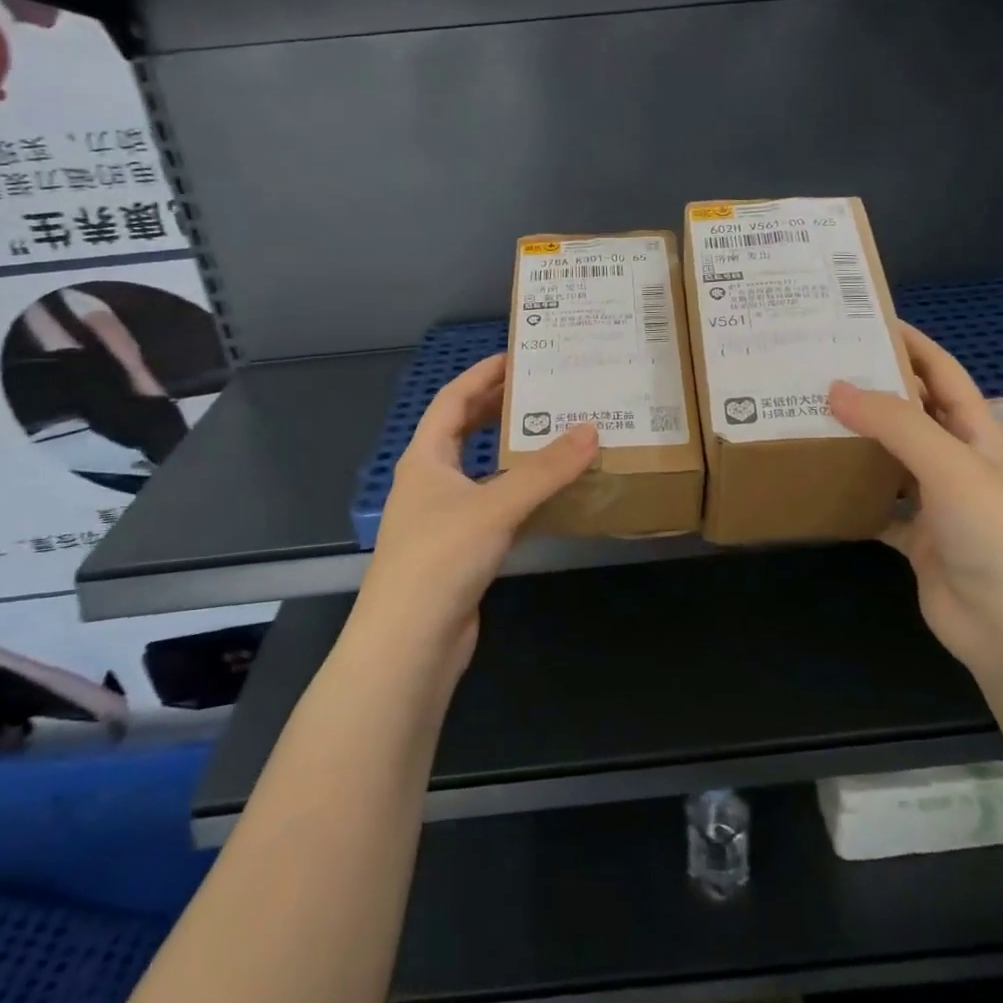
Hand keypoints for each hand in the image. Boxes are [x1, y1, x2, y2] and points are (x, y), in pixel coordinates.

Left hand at [357, 353, 598, 667]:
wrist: (410, 645)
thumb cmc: (440, 559)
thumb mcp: (495, 505)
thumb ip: (545, 470)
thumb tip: (592, 430)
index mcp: (425, 458)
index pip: (452, 400)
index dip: (482, 375)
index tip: (518, 357)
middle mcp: (432, 482)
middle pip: (464, 431)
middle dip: (498, 409)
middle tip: (542, 391)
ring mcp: (445, 518)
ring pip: (483, 471)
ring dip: (513, 453)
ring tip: (555, 433)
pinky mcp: (463, 550)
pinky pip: (497, 507)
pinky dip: (522, 494)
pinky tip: (553, 493)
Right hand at [828, 323, 1002, 683]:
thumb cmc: (996, 536)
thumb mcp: (950, 466)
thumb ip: (895, 424)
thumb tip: (835, 388)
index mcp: (975, 433)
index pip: (941, 372)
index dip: (910, 342)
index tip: (863, 319)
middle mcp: (955, 460)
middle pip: (909, 412)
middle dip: (870, 389)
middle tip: (816, 368)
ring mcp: (935, 501)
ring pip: (888, 458)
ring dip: (855, 440)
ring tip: (805, 417)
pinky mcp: (915, 538)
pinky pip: (875, 506)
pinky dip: (849, 495)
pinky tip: (815, 483)